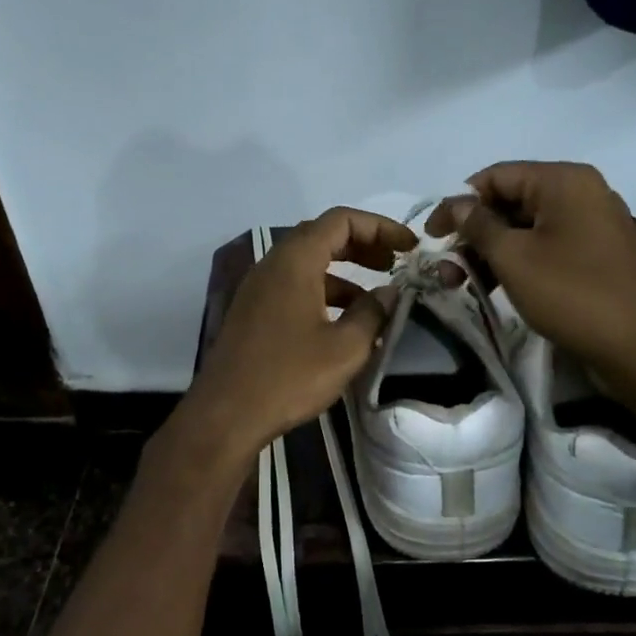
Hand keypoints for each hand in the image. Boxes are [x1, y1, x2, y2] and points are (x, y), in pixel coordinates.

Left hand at [178, 207, 415, 460]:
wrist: (226, 414)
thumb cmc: (289, 377)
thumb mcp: (345, 348)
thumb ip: (373, 313)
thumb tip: (390, 292)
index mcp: (295, 261)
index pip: (341, 220)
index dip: (380, 227)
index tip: (409, 247)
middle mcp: (273, 265)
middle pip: (323, 236)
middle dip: (363, 245)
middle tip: (395, 265)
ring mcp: (259, 288)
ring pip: (308, 264)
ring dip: (345, 272)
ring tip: (376, 299)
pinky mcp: (253, 312)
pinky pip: (294, 286)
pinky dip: (324, 292)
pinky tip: (344, 322)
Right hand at [429, 162, 635, 372]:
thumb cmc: (571, 294)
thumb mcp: (513, 258)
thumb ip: (478, 225)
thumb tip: (456, 204)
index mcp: (563, 181)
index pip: (496, 177)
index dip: (458, 204)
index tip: (431, 236)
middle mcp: (582, 192)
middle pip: (511, 201)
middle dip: (474, 233)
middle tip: (447, 269)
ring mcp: (593, 223)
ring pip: (527, 227)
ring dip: (492, 252)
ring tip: (463, 284)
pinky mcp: (597, 254)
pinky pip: (548, 246)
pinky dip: (519, 261)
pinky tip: (495, 287)